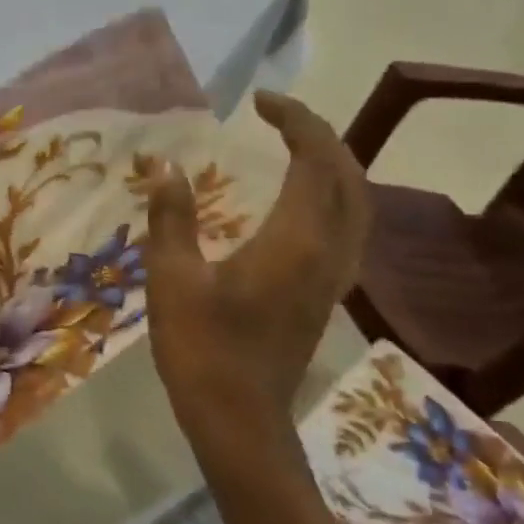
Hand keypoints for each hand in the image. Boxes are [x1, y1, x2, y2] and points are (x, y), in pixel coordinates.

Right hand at [143, 93, 368, 450]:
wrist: (240, 421)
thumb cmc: (202, 349)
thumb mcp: (173, 280)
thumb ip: (172, 218)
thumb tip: (167, 167)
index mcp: (296, 239)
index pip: (316, 159)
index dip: (295, 121)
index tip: (259, 103)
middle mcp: (329, 251)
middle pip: (349, 176)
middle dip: (320, 136)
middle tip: (278, 118)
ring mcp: (334, 277)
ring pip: (356, 204)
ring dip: (333, 166)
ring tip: (295, 148)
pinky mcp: (327, 296)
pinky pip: (347, 228)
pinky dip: (332, 197)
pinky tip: (301, 202)